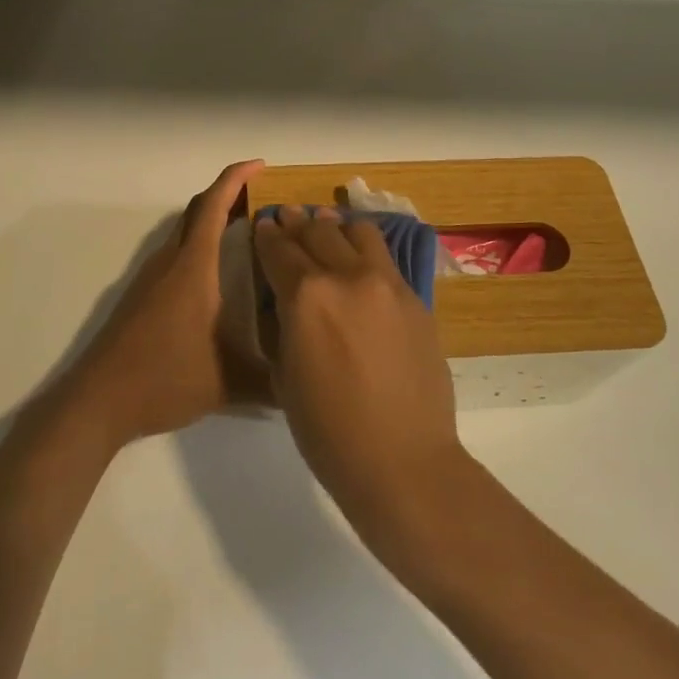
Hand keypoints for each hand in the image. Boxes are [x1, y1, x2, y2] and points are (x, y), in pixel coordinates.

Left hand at [64, 159, 265, 445]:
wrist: (99, 400)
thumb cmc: (165, 378)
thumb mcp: (229, 382)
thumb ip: (273, 381)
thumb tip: (306, 382)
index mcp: (194, 267)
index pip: (214, 206)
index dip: (236, 179)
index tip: (261, 166)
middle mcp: (170, 262)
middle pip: (198, 211)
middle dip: (230, 196)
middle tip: (266, 199)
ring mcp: (151, 278)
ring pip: (185, 233)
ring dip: (214, 222)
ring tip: (250, 233)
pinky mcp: (141, 296)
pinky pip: (176, 254)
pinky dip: (200, 246)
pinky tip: (217, 275)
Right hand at [254, 207, 468, 530]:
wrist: (402, 460)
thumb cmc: (328, 431)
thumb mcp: (284, 375)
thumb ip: (283, 326)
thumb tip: (285, 301)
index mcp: (306, 295)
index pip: (279, 249)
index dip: (266, 236)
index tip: (262, 226)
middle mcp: (347, 276)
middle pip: (317, 231)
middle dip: (297, 223)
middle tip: (288, 218)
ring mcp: (387, 284)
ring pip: (358, 233)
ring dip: (336, 227)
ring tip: (327, 228)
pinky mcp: (415, 299)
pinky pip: (386, 259)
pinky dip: (365, 250)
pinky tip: (360, 258)